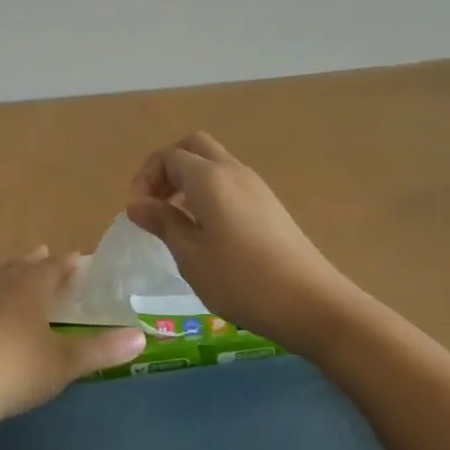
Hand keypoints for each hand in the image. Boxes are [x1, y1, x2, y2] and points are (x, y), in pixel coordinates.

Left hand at [0, 246, 146, 433]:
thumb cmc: (15, 370)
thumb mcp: (65, 363)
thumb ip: (102, 350)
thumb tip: (142, 337)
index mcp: (31, 288)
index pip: (53, 267)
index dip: (66, 262)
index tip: (77, 257)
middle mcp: (2, 288)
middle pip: (21, 266)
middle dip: (35, 261)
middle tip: (44, 253)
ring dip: (10, 273)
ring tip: (15, 272)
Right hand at [126, 132, 358, 353]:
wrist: (312, 303)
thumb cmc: (241, 281)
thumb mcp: (191, 256)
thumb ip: (163, 222)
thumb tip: (137, 204)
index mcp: (209, 178)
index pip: (169, 156)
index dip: (146, 178)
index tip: (137, 212)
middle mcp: (233, 171)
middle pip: (194, 147)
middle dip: (168, 168)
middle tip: (155, 203)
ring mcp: (256, 186)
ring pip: (214, 163)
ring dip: (188, 180)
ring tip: (176, 220)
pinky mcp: (269, 205)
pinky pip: (230, 182)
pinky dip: (209, 192)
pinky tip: (206, 230)